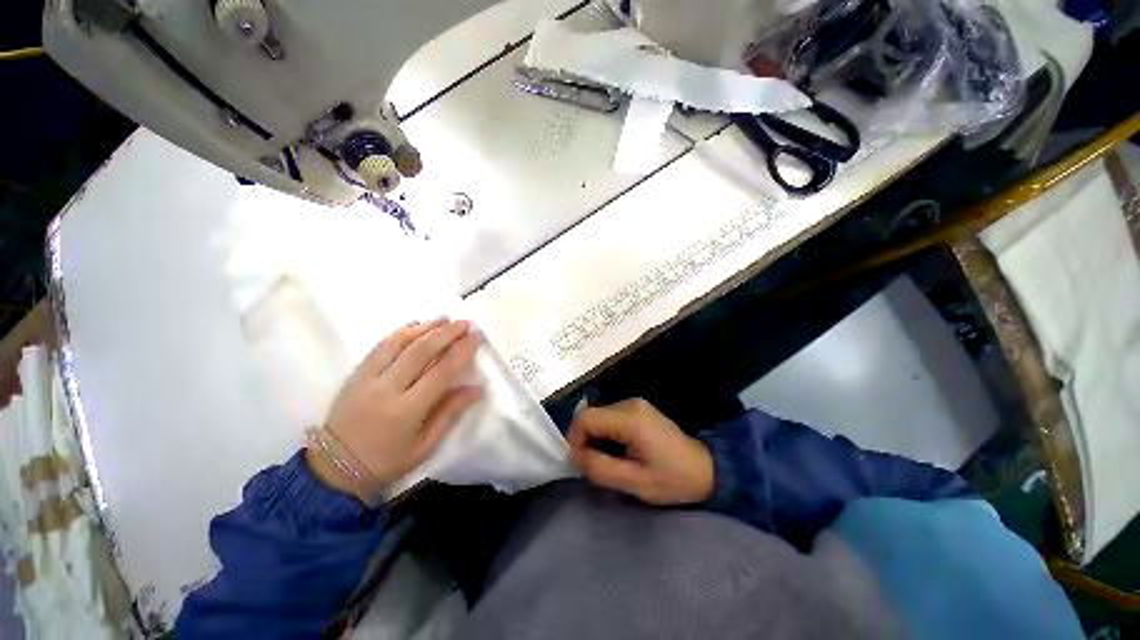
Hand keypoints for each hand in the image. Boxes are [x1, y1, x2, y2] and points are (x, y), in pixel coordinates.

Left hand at [307, 319, 482, 501]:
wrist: (334, 470)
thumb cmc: (387, 461)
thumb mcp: (425, 445)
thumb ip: (451, 413)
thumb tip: (477, 388)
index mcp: (407, 410)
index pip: (441, 371)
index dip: (462, 351)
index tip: (476, 337)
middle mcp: (386, 389)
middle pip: (421, 350)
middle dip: (446, 333)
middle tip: (465, 323)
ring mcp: (367, 379)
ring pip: (399, 343)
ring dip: (425, 327)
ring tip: (445, 319)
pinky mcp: (355, 375)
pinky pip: (379, 346)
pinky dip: (400, 332)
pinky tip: (415, 324)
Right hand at [566, 399, 713, 505]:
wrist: (706, 469)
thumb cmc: (672, 479)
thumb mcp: (634, 482)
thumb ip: (599, 468)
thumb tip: (574, 454)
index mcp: (629, 419)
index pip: (585, 418)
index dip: (575, 438)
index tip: (581, 462)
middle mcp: (629, 404)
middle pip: (591, 415)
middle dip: (586, 440)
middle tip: (596, 465)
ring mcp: (634, 404)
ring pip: (599, 416)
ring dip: (597, 437)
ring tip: (610, 460)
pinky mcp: (638, 409)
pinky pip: (610, 417)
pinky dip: (607, 433)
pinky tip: (620, 450)